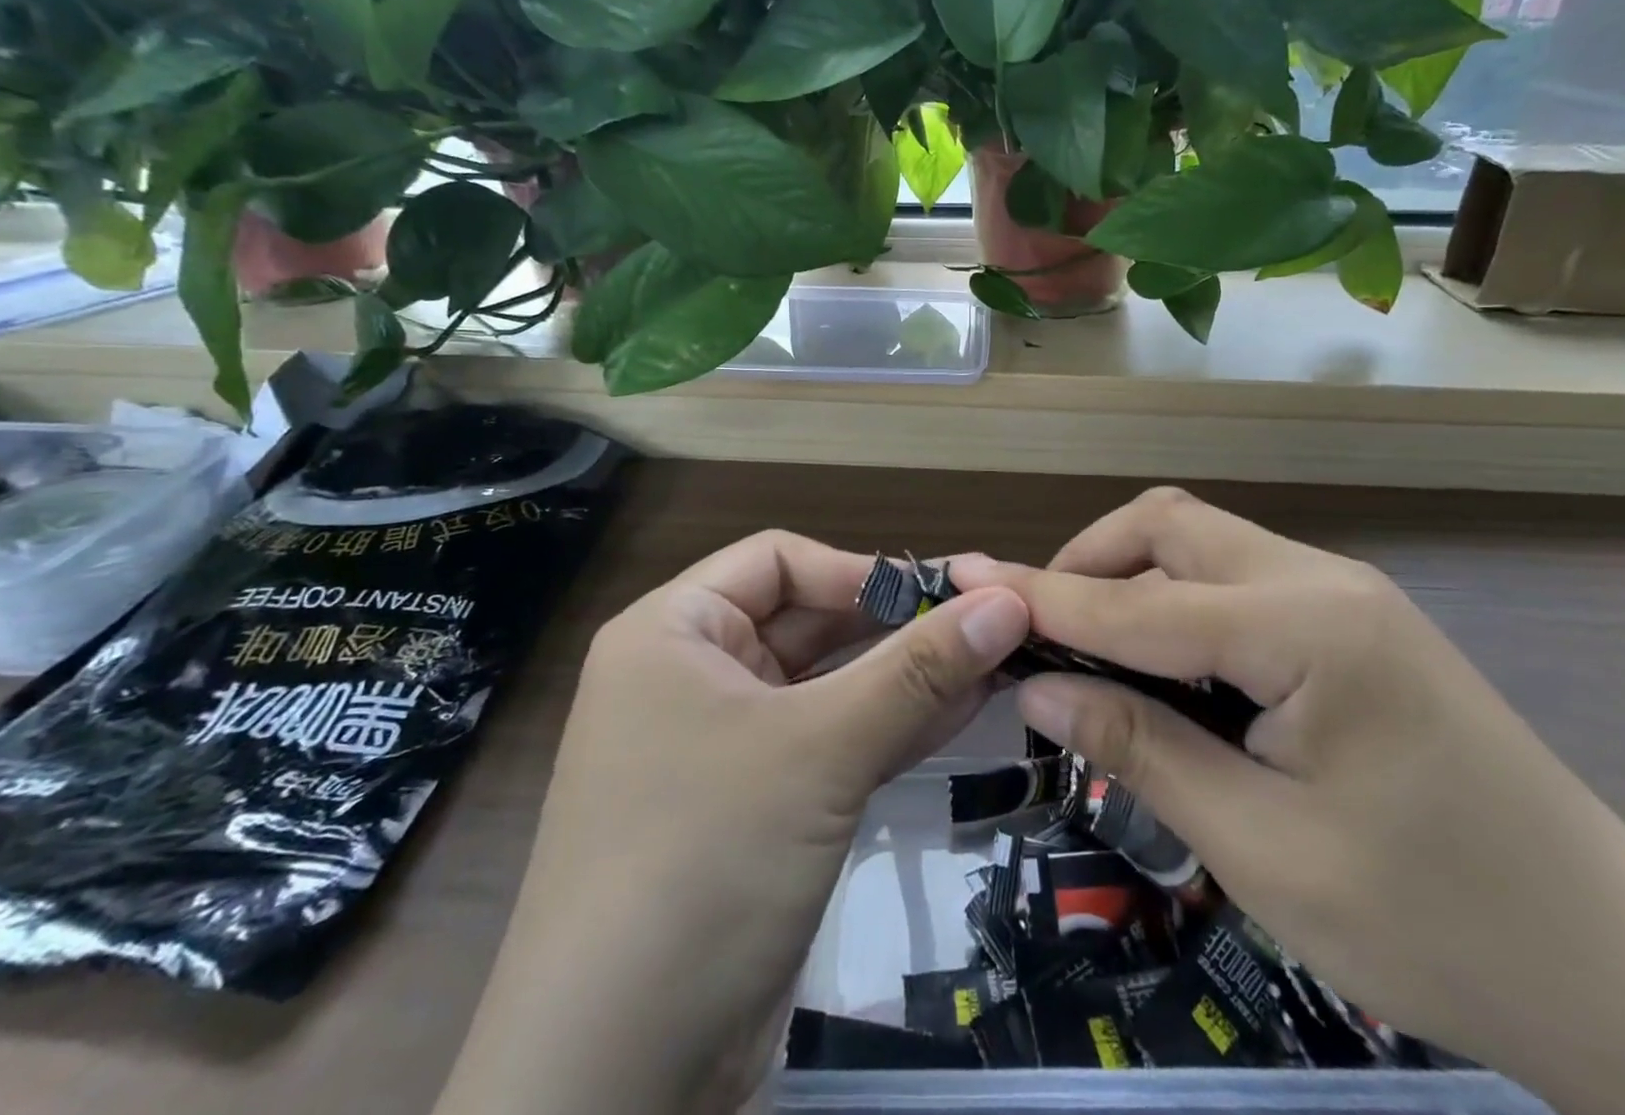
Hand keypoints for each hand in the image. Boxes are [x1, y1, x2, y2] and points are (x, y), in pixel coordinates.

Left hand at [436, 531, 1029, 1114]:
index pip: (778, 561)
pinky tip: (964, 711)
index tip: (941, 595)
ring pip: (829, 684)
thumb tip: (1007, 598)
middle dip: (896, 624)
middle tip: (988, 623)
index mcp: (674, 631)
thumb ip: (919, 669)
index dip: (859, 570)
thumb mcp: (820, 749)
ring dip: (907, 676)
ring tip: (995, 661)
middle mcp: (694, 674)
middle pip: (808, 620)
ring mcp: (725, 744)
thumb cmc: (704, 861)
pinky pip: (832, 741)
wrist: (617, 1083)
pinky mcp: (757, 805)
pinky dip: (892, 726)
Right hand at [956, 488, 1624, 1114]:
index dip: (1042, 595)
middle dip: (1088, 563)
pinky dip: (1174, 601)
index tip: (963, 579)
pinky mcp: (1353, 622)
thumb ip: (1141, 748)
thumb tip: (1036, 686)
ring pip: (1202, 543)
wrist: (1622, 973)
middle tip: (1034, 629)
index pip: (1137, 600)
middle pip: (1170, 528)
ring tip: (1085, 643)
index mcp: (1306, 627)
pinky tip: (1160, 659)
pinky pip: (1237, 578)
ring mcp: (1344, 594)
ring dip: (1130, 577)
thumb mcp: (1264, 850)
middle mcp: (1322, 580)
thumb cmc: (1436, 925)